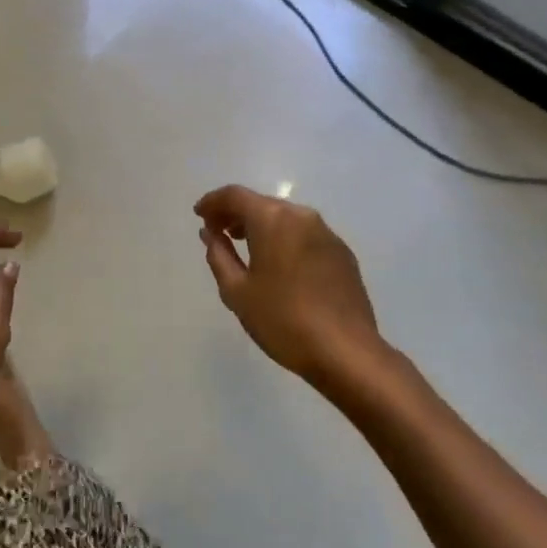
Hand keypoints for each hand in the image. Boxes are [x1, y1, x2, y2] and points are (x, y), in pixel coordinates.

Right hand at [195, 186, 382, 387]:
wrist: (347, 352)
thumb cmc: (283, 320)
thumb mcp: (237, 292)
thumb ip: (219, 255)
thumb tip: (210, 233)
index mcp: (272, 219)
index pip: (235, 195)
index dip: (212, 202)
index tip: (199, 215)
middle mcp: (301, 216)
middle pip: (261, 203)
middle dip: (236, 213)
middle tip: (218, 232)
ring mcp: (326, 233)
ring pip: (285, 218)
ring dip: (261, 226)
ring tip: (245, 246)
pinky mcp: (342, 253)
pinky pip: (305, 235)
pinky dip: (285, 239)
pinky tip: (279, 265)